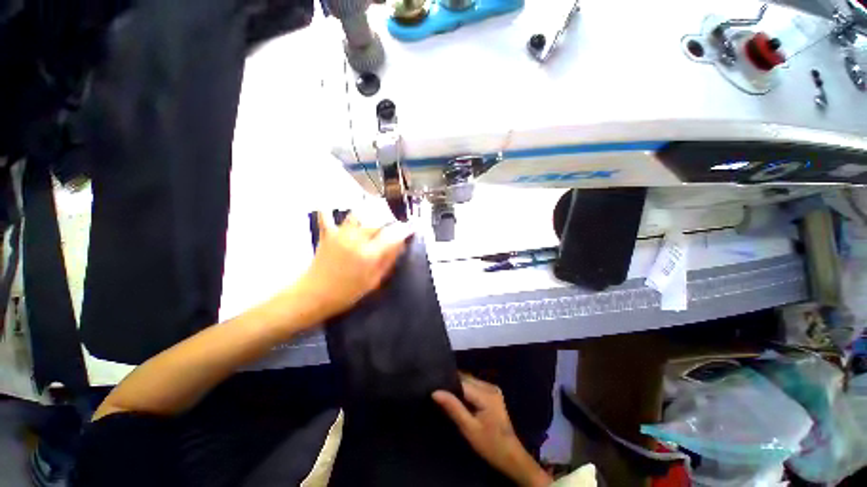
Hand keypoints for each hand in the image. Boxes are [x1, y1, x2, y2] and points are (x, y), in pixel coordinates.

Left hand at [296, 211, 411, 321]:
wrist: (314, 296)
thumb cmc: (347, 293)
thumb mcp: (374, 281)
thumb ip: (388, 261)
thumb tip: (401, 245)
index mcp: (370, 254)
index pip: (393, 235)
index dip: (405, 230)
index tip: (412, 227)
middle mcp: (356, 239)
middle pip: (378, 222)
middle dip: (389, 223)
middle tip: (392, 229)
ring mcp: (341, 234)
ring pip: (359, 215)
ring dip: (368, 215)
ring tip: (372, 221)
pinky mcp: (327, 234)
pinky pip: (327, 217)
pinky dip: (330, 212)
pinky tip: (333, 209)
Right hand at [433, 374, 552, 486]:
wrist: (511, 456)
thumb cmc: (489, 444)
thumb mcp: (468, 428)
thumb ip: (453, 408)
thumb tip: (435, 392)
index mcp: (486, 394)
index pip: (462, 382)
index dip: (448, 384)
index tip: (434, 388)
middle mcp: (490, 386)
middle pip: (466, 379)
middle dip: (453, 385)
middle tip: (438, 393)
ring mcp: (493, 389)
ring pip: (470, 382)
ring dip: (459, 388)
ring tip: (446, 395)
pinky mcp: (493, 393)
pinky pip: (475, 386)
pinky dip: (466, 391)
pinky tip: (459, 400)